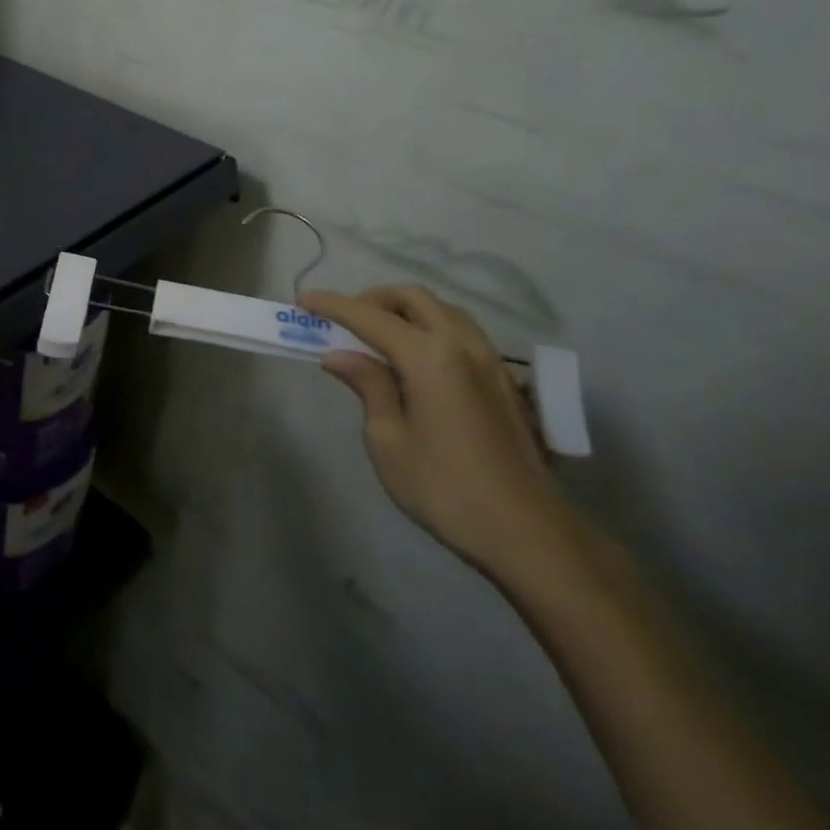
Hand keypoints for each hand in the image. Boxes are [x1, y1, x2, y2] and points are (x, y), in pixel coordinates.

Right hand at [298, 285, 570, 572]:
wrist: (526, 531)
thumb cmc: (444, 488)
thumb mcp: (388, 440)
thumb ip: (368, 386)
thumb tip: (340, 355)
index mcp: (430, 357)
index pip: (370, 317)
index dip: (333, 305)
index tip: (303, 300)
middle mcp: (463, 344)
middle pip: (412, 298)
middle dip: (372, 299)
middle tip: (343, 322)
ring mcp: (490, 359)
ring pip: (441, 310)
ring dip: (404, 311)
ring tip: (377, 338)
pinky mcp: (503, 379)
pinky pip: (461, 332)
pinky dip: (430, 328)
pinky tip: (415, 360)